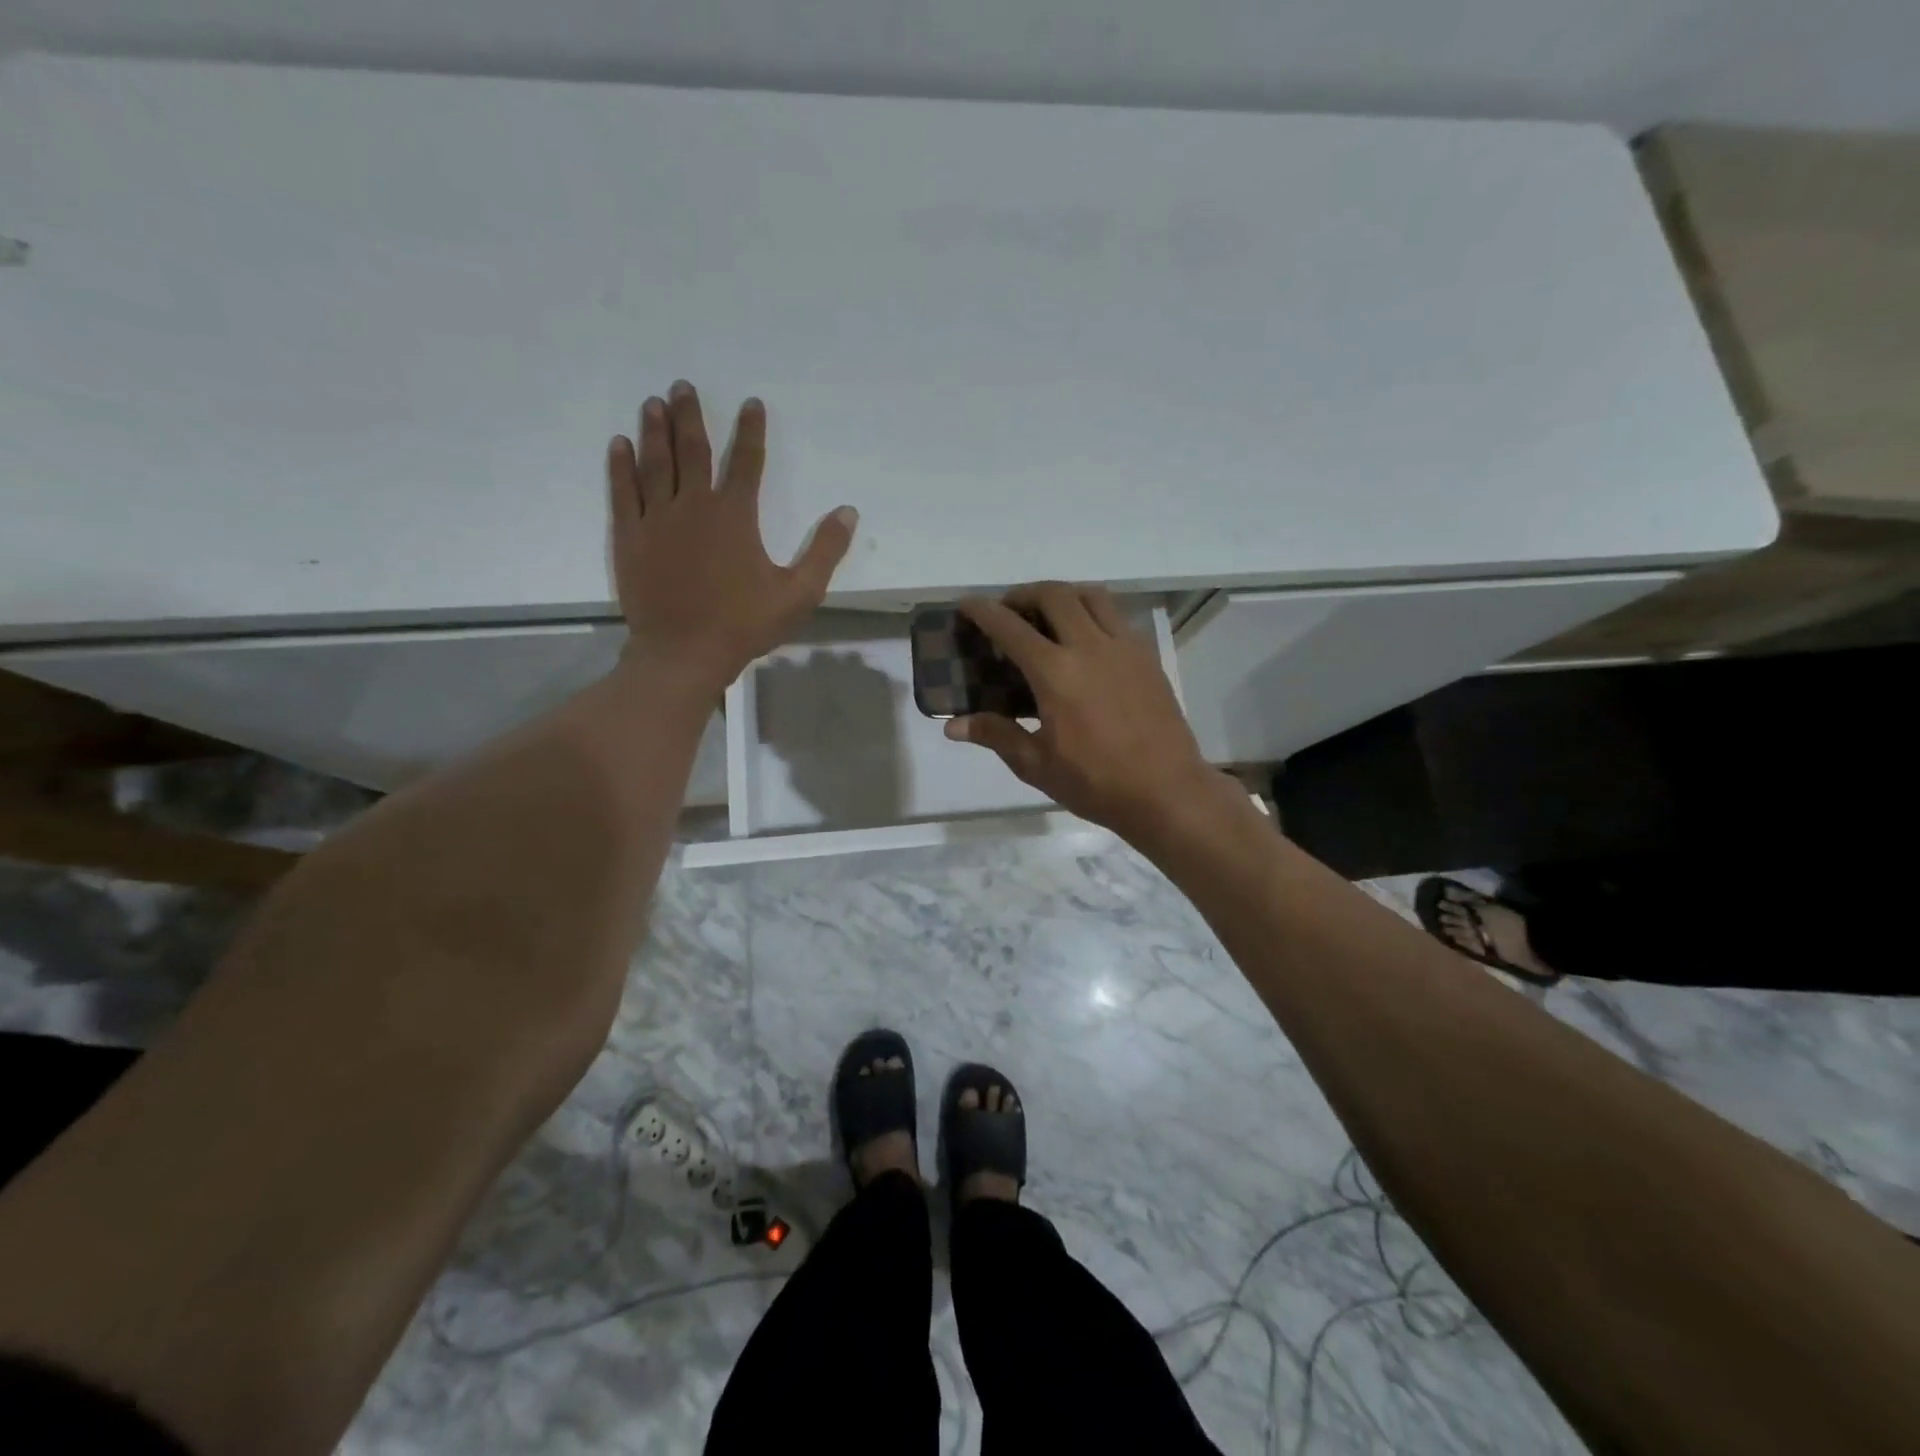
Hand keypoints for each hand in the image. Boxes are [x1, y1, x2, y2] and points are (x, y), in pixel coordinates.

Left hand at [608, 382, 856, 693]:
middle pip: (692, 450)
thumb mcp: (799, 593)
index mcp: (735, 516)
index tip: (750, 402)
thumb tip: (848, 512)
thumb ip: (824, 551)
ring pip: (655, 464)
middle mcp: (694, 506)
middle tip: (682, 386)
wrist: (684, 653)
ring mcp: (657, 520)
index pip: (746, 462)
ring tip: (654, 403)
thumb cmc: (744, 624)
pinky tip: (619, 445)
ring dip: (656, 431)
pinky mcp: (631, 538)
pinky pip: (624, 492)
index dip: (750, 430)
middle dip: (690, 416)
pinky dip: (621, 466)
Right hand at [946, 583, 1220, 843]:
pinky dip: (1092, 613)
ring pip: (1091, 596)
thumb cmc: (1096, 782)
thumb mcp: (1037, 765)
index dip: (984, 611)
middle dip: (1024, 594)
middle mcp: (1090, 647)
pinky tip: (1086, 641)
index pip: (1010, 627)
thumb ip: (996, 735)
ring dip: (1062, 595)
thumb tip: (953, 726)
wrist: (1166, 791)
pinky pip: (1116, 616)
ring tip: (1048, 616)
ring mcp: (1124, 647)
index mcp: (1056, 673)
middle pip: (1054, 595)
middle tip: (1010, 611)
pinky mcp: (1147, 656)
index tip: (967, 604)